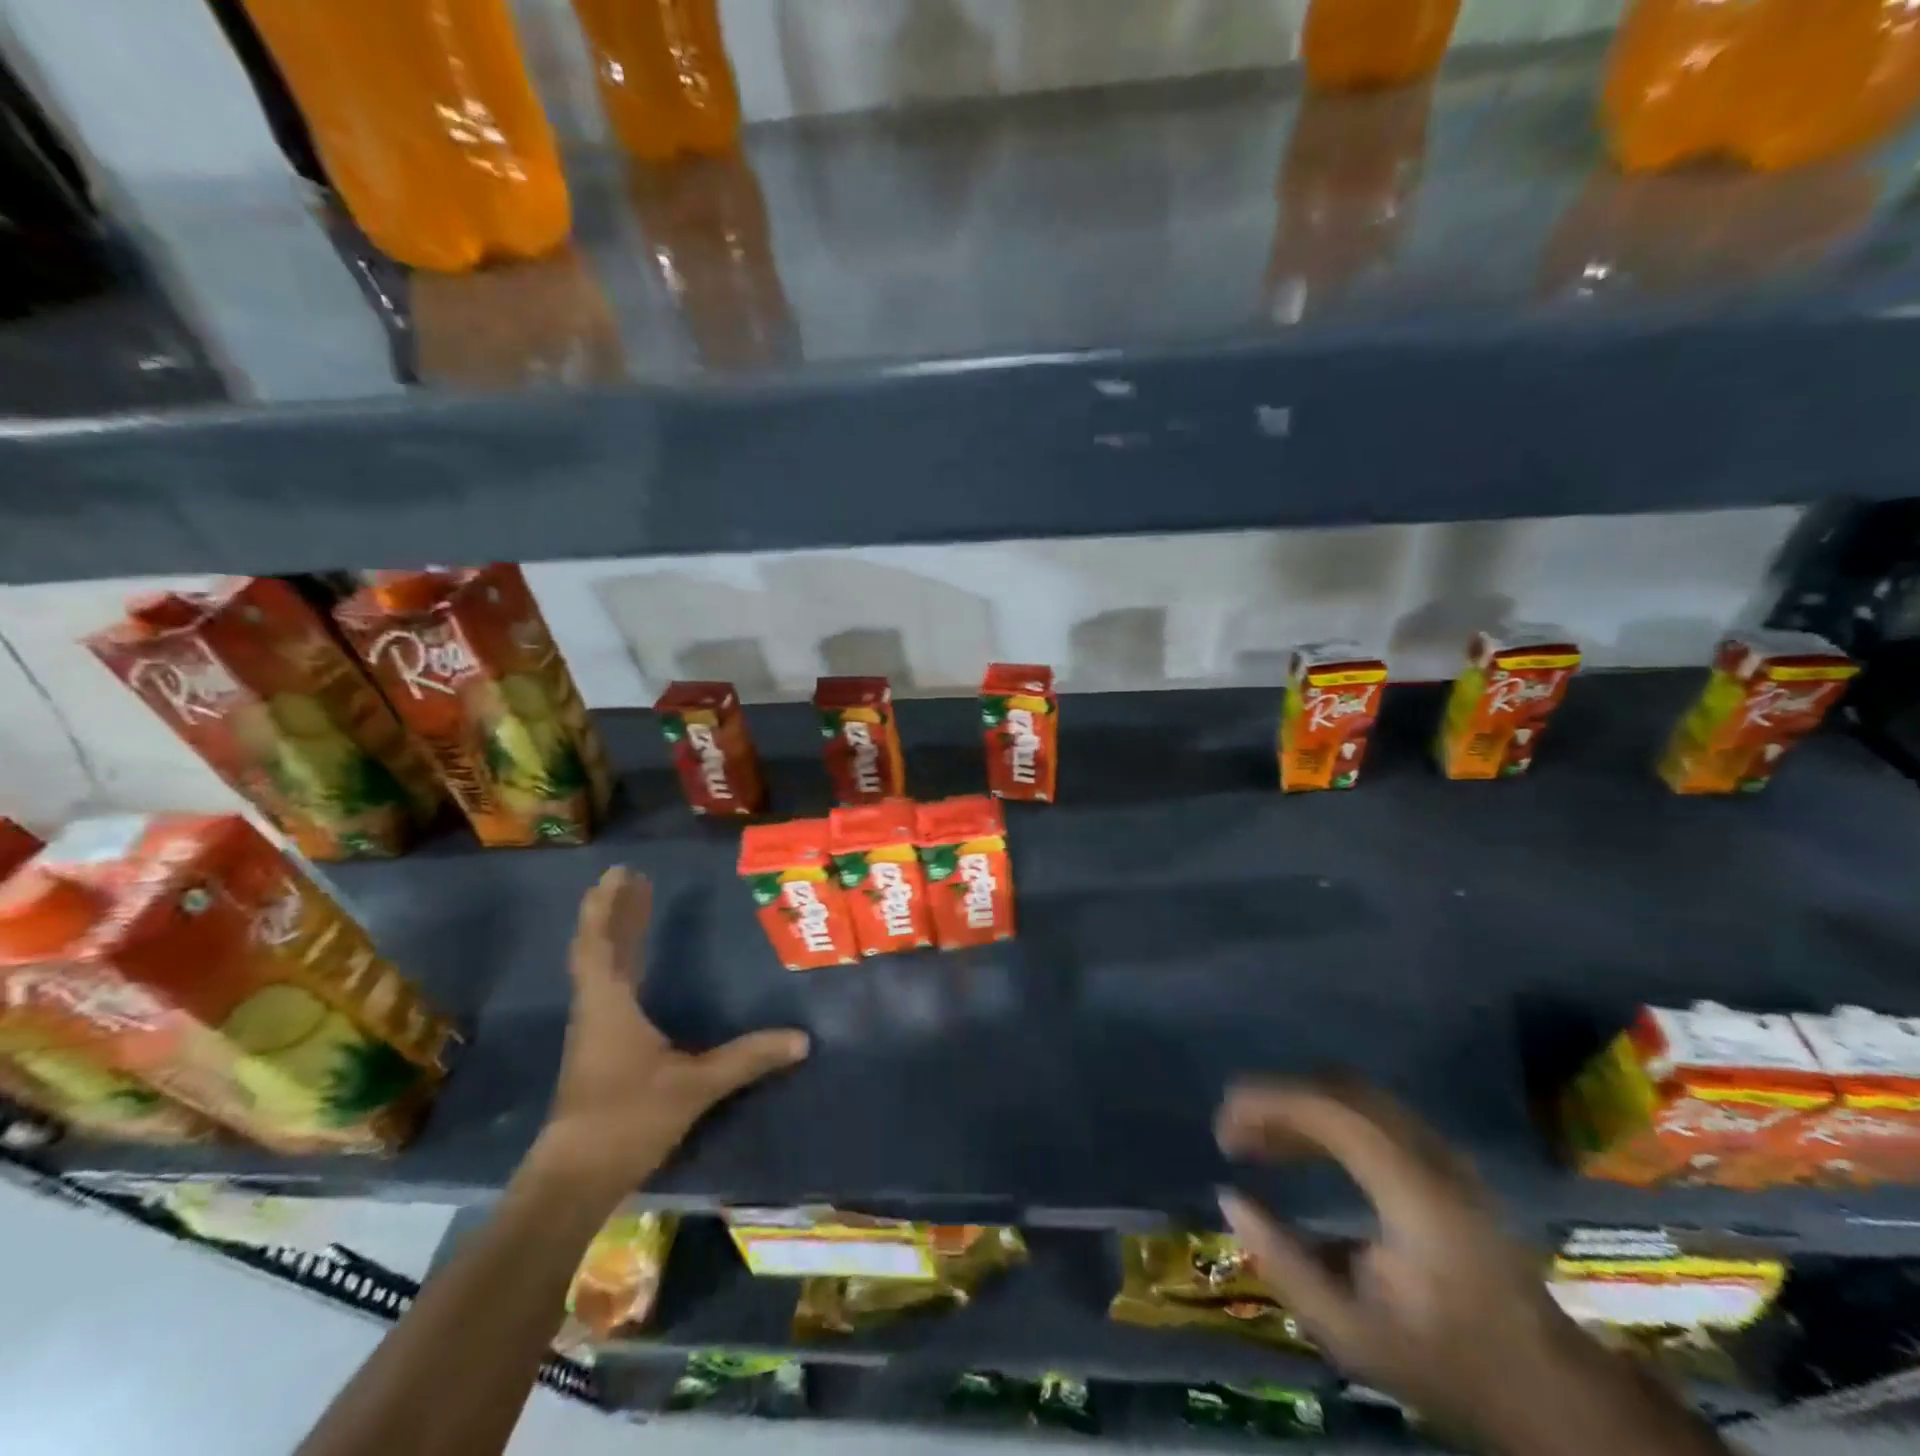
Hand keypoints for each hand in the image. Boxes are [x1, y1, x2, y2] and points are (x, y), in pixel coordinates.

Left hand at [531, 866, 808, 1200]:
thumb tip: (801, 1039)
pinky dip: (619, 962)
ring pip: (600, 968)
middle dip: (615, 911)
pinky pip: (606, 987)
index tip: (621, 873)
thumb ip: (747, 1059)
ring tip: (635, 906)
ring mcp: (593, 1030)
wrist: (574, 1180)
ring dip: (615, 934)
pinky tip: (635, 965)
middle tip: (633, 878)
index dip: (609, 906)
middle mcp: (596, 1009)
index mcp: (609, 1005)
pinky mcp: (597, 1049)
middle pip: (598, 947)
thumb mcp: (695, 1086)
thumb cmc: (628, 1120)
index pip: (600, 943)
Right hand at [1215, 1081, 1643, 1450]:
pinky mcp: (1443, 1162)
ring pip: (1355, 1096)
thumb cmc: (1448, 1363)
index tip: (1224, 1130)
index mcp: (1413, 1189)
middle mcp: (1429, 1154)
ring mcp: (1442, 1153)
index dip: (1267, 1105)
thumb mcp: (1353, 1333)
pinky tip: (1302, 1151)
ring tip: (1259, 1142)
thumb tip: (1229, 1199)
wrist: (1551, 1393)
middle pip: (1340, 1089)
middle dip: (1278, 1100)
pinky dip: (1325, 1118)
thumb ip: (1284, 1262)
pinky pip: (1371, 1113)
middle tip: (1235, 1134)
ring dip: (1299, 1107)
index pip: (1328, 1111)